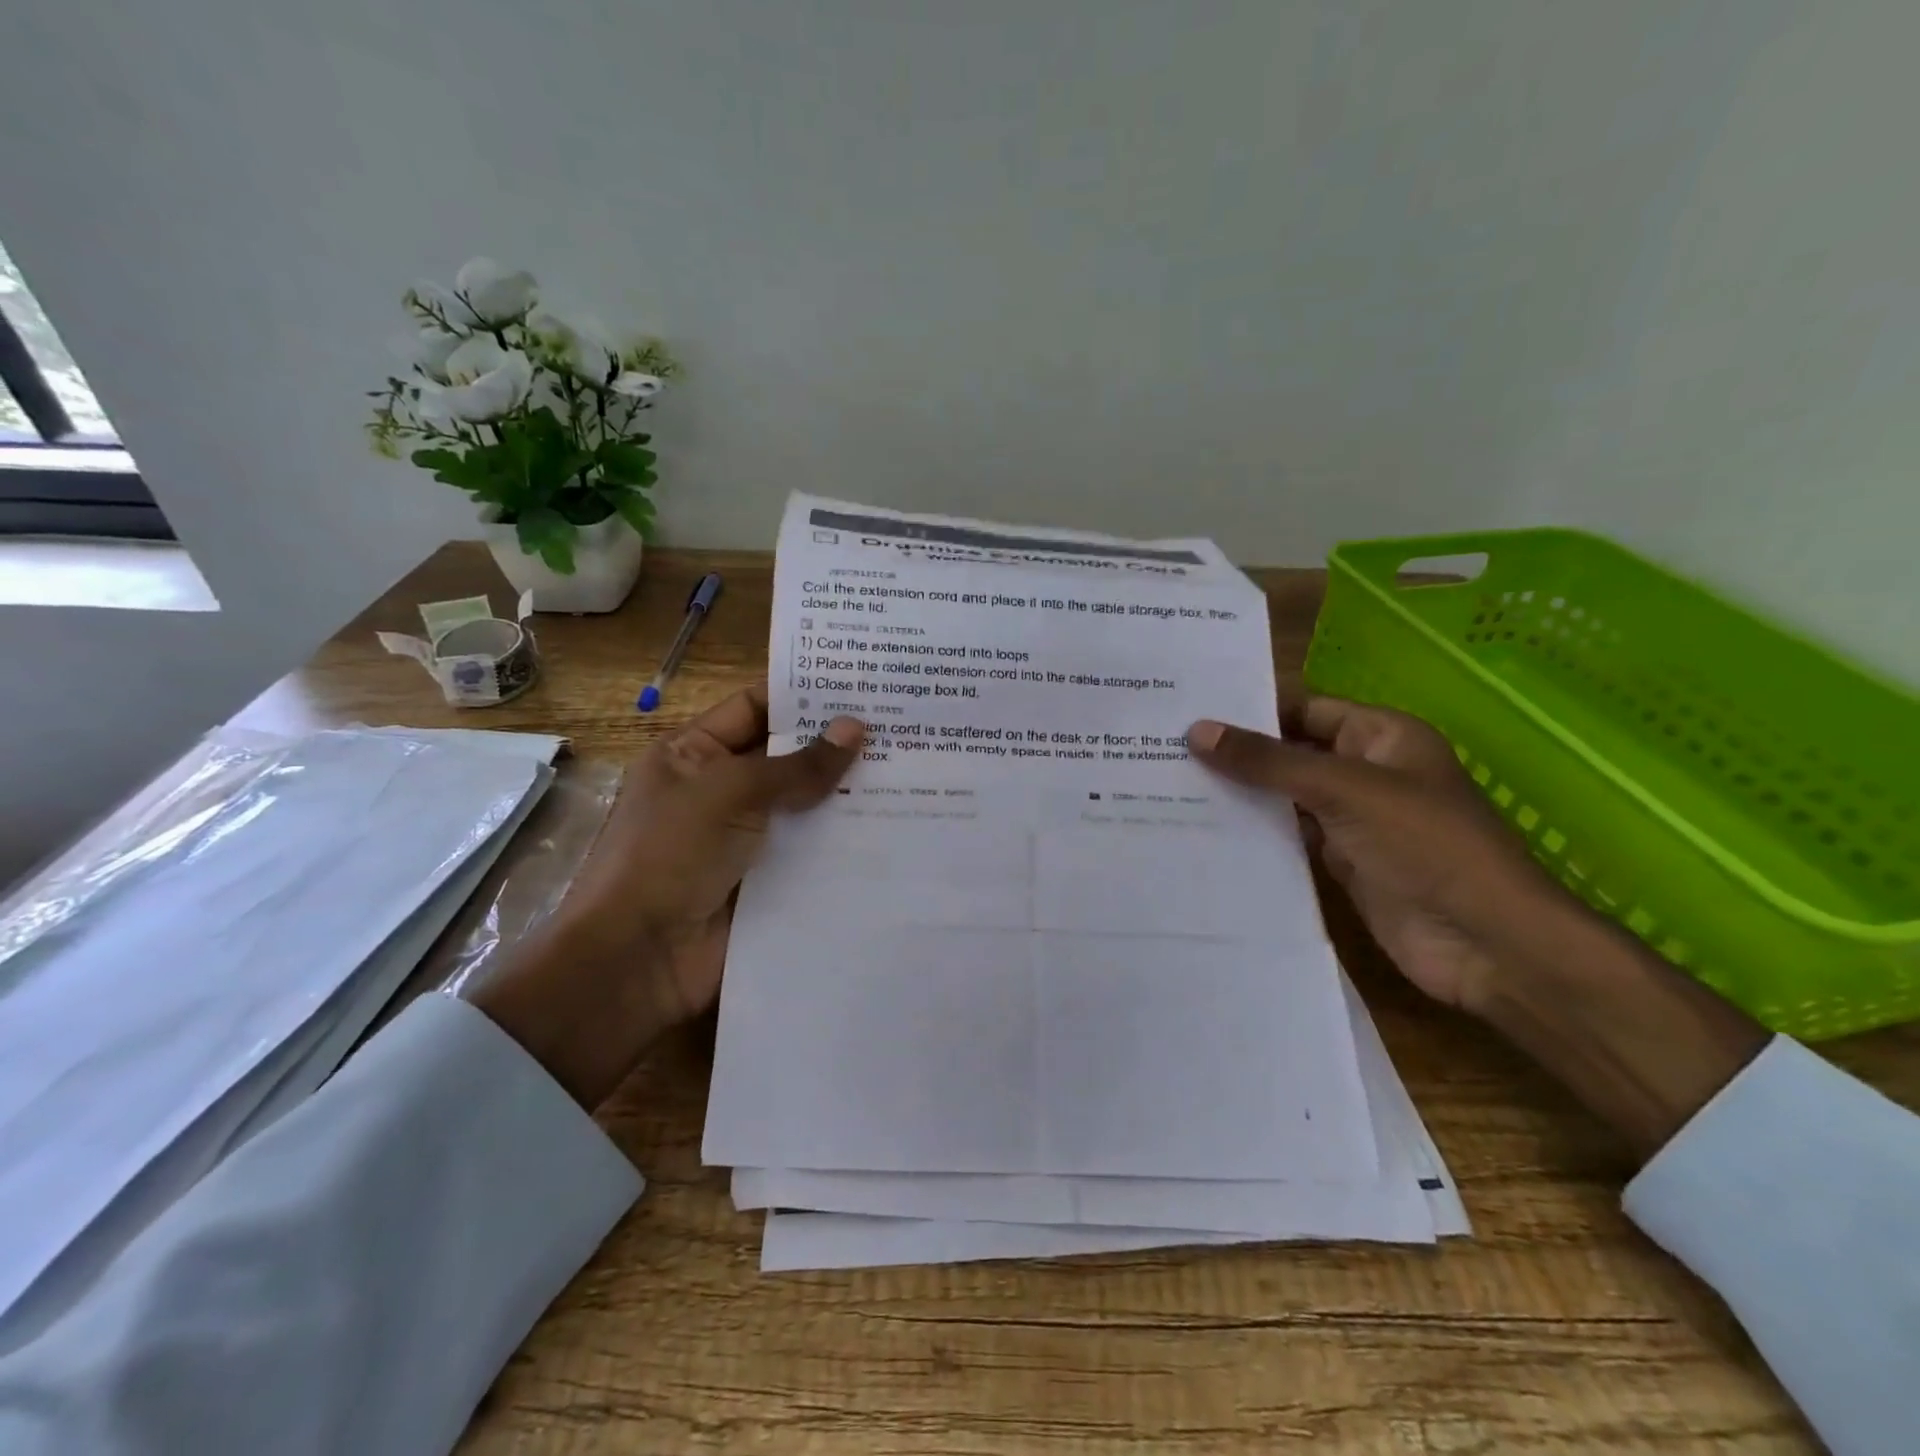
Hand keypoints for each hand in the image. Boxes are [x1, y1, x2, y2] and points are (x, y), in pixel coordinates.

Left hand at [474, 689, 863, 1108]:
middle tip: (901, 725)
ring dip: (849, 793)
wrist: (638, 959)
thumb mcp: (730, 793)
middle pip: (787, 757)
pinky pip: (813, 851)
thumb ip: (797, 765)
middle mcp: (721, 791)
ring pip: (806, 806)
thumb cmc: (670, 855)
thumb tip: (856, 728)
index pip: (754, 708)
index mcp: (694, 755)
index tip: (860, 682)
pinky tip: (895, 825)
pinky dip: (846, 841)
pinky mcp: (769, 881)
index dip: (802, 694)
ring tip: (912, 768)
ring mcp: (747, 839)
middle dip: (836, 744)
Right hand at [1187, 698, 1766, 1156]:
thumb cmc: (1427, 846)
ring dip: (1240, 793)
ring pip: (1285, 796)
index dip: (1251, 707)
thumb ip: (1269, 762)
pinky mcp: (1339, 862)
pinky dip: (1253, 832)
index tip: (1189, 707)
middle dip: (1237, 752)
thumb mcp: (1344, 790)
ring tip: (1168, 783)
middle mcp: (1364, 771)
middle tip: (1164, 745)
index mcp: (1380, 736)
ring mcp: (1352, 820)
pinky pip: (1288, 837)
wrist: (1487, 943)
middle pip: (1290, 752)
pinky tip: (1203, 828)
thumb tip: (1198, 730)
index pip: (1304, 709)